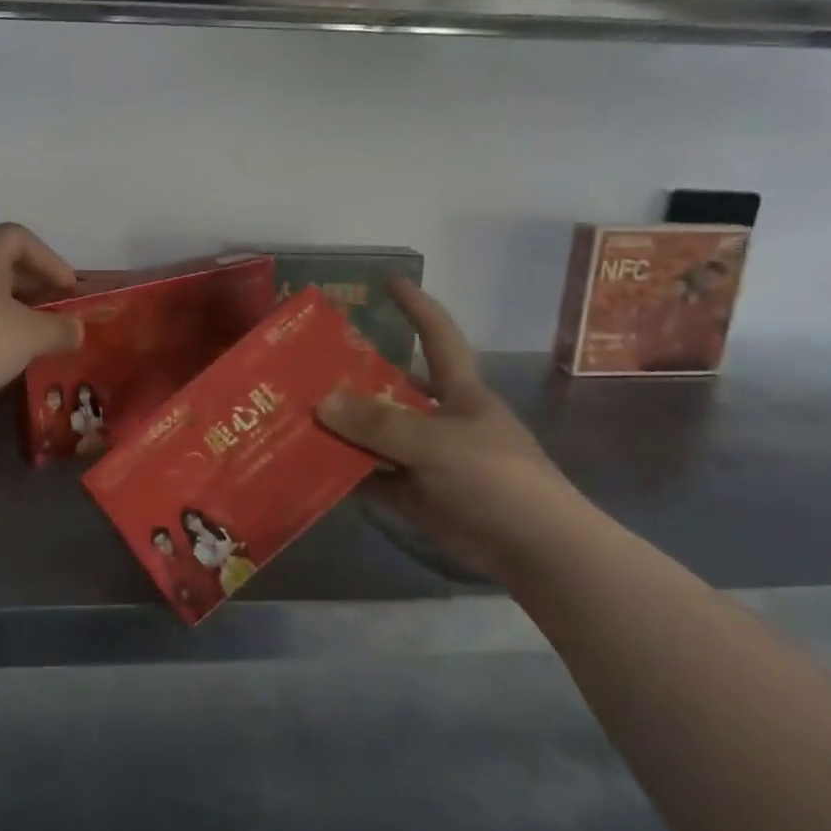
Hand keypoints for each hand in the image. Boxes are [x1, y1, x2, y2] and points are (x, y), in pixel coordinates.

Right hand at [315, 279, 586, 579]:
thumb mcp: (435, 442)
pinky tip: (308, 466)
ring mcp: (427, 460)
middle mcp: (441, 419)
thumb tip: (321, 401)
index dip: (416, 306)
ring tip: (294, 415)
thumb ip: (378, 422)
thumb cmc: (496, 478)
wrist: (537, 551)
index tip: (388, 280)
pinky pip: (373, 479)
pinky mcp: (417, 497)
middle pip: (392, 389)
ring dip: (342, 430)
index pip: (437, 336)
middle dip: (354, 377)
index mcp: (460, 392)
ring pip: (376, 437)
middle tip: (306, 366)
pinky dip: (345, 474)